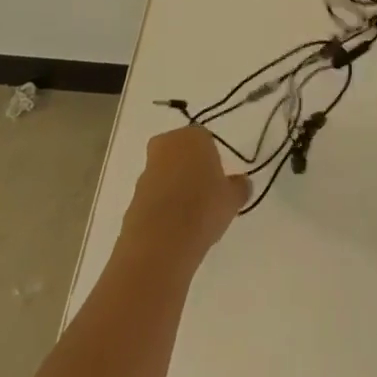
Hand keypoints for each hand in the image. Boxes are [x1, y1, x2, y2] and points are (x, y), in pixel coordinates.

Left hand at [119, 127, 248, 268]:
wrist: (161, 241)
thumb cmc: (203, 207)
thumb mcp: (232, 198)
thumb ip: (239, 187)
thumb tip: (243, 183)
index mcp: (193, 136)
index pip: (205, 139)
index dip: (213, 160)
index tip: (219, 181)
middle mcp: (166, 145)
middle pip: (181, 153)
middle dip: (190, 168)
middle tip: (205, 194)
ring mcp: (146, 171)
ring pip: (166, 173)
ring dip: (175, 188)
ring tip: (191, 216)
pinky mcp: (133, 196)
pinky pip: (154, 196)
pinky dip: (163, 207)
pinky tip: (175, 228)